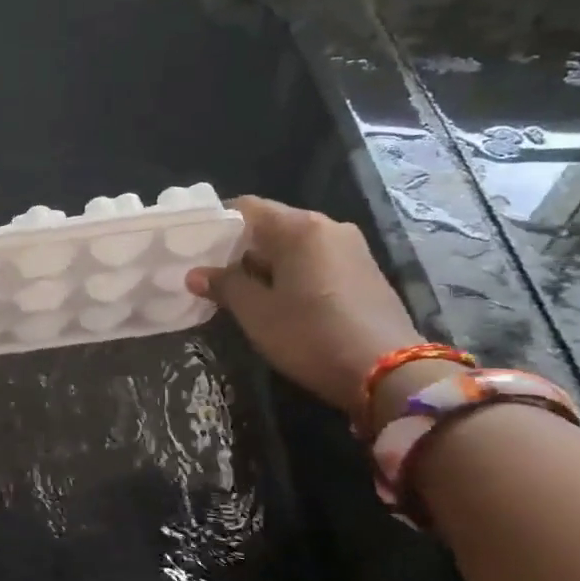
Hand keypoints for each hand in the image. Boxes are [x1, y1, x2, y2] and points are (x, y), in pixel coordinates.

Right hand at [186, 196, 422, 416]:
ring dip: (264, 265)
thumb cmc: (310, 335)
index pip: (246, 208)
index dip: (215, 224)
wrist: (388, 373)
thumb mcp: (256, 313)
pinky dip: (290, 274)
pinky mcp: (364, 273)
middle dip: (238, 248)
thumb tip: (196, 273)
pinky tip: (276, 301)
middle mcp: (328, 227)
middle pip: (271, 226)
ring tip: (238, 292)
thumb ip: (224, 286)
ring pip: (293, 246)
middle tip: (209, 274)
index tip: (191, 246)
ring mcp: (352, 249)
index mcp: (299, 228)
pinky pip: (314, 262)